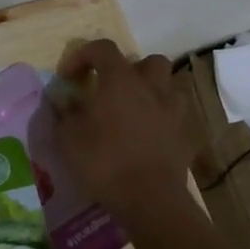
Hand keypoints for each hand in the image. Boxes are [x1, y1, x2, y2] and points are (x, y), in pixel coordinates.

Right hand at [47, 38, 196, 225]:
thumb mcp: (68, 138)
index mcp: (120, 80)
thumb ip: (64, 112)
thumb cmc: (104, 162)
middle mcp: (151, 87)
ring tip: (135, 109)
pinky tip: (151, 134)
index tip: (69, 78)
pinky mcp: (187, 134)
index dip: (82, 55)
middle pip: (147, 61)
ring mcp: (174, 110)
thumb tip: (62, 98)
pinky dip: (164, 117)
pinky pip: (177, 114)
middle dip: (129, 69)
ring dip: (152, 91)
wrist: (150, 200)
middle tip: (112, 90)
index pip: (103, 48)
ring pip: (169, 85)